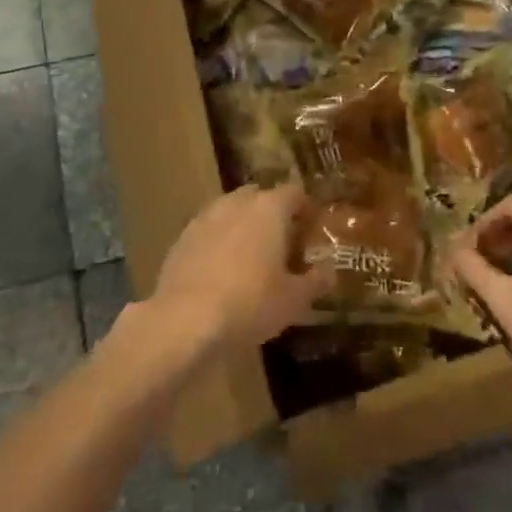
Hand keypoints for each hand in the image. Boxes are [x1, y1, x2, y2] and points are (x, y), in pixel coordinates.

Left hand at [149, 184, 332, 353]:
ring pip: (231, 211)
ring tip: (251, 254)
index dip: (306, 208)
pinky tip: (222, 268)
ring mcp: (205, 217)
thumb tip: (329, 271)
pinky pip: (209, 230)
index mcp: (269, 209)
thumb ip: (315, 281)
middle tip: (283, 241)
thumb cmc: (250, 302)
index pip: (294, 193)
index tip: (312, 227)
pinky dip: (219, 241)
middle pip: (260, 197)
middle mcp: (236, 203)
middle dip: (272, 213)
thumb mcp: (294, 300)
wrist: (185, 318)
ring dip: (243, 225)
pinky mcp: (182, 237)